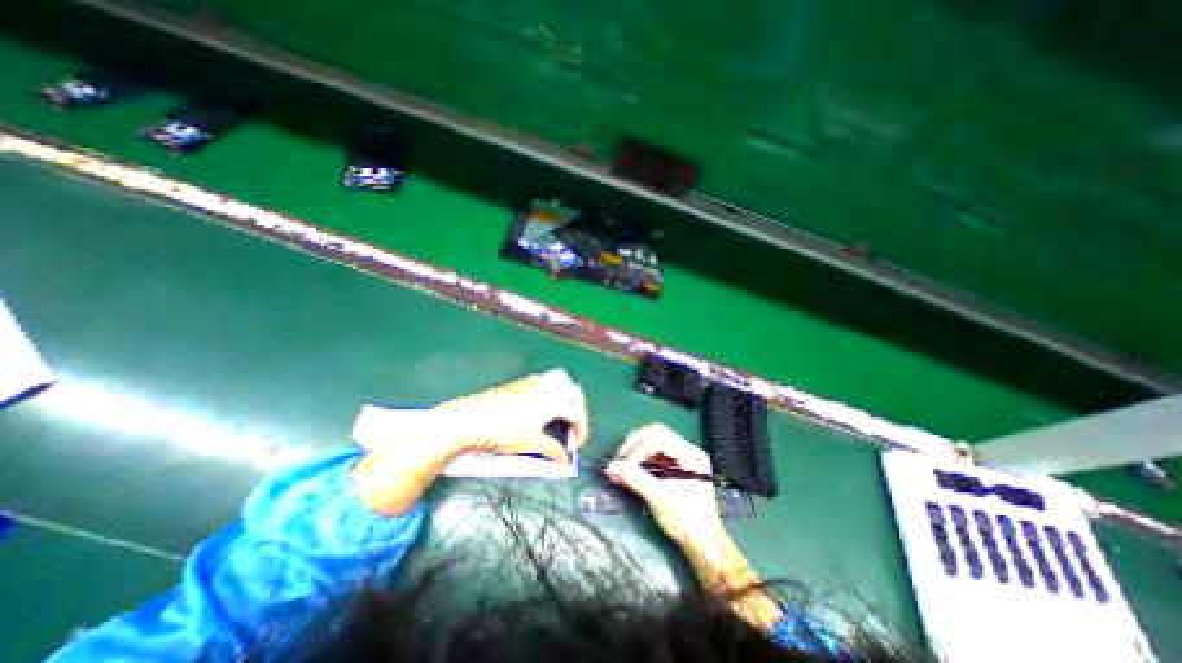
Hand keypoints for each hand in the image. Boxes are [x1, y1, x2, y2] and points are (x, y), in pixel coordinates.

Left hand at [433, 367, 589, 460]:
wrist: (471, 419)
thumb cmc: (503, 432)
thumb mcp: (530, 444)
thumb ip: (552, 450)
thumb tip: (566, 459)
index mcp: (553, 401)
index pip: (577, 412)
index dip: (582, 429)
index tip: (577, 445)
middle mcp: (547, 386)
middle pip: (573, 391)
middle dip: (578, 408)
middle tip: (573, 426)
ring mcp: (533, 381)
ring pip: (560, 379)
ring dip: (567, 394)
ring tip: (561, 411)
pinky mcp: (521, 382)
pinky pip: (546, 379)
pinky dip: (553, 390)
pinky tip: (543, 405)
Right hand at [603, 426, 783, 632]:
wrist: (704, 544)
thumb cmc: (687, 522)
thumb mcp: (658, 498)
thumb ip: (634, 477)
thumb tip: (610, 467)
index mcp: (690, 454)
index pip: (657, 436)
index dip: (636, 448)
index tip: (621, 463)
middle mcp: (689, 451)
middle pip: (655, 435)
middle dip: (634, 447)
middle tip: (619, 462)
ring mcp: (685, 459)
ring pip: (655, 444)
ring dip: (637, 453)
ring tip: (624, 467)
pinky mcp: (679, 468)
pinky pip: (657, 456)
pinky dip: (643, 461)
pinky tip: (635, 471)